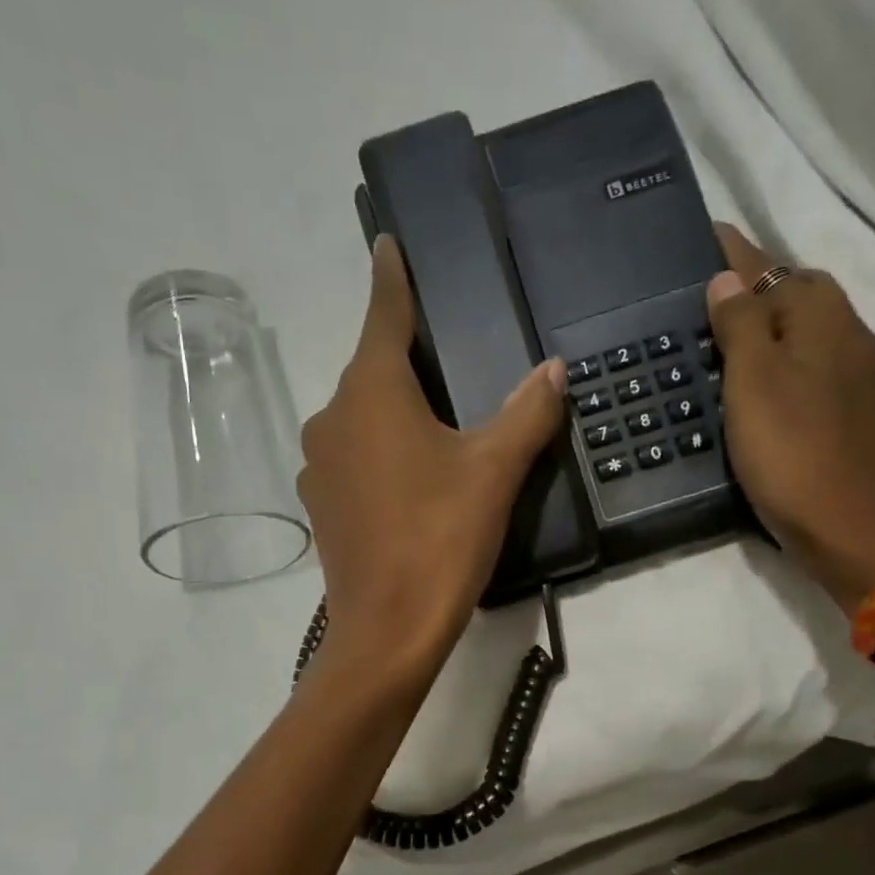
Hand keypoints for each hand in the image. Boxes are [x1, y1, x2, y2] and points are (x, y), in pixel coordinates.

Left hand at [299, 236, 564, 684]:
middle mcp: (333, 416)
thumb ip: (526, 412)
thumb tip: (553, 369)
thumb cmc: (440, 539)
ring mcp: (320, 465)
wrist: (386, 631)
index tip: (389, 243)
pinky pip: (355, 458)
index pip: (383, 313)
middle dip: (406, 355)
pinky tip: (411, 474)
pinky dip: (381, 451)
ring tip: (437, 418)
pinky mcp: (323, 506)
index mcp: (371, 391)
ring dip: (393, 410)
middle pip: (372, 368)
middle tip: (448, 350)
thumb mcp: (494, 472)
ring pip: (361, 417)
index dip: (391, 277)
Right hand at [708, 222, 874, 614]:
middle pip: (795, 295)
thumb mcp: (752, 381)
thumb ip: (740, 324)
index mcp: (822, 317)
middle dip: (754, 289)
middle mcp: (847, 334)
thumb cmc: (792, 450)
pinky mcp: (849, 412)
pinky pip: (807, 367)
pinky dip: (778, 363)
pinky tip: (753, 385)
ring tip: (720, 340)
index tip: (706, 235)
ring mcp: (854, 375)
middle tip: (704, 300)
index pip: (771, 268)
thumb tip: (727, 279)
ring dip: (766, 328)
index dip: (736, 253)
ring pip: (803, 334)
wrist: (847, 526)